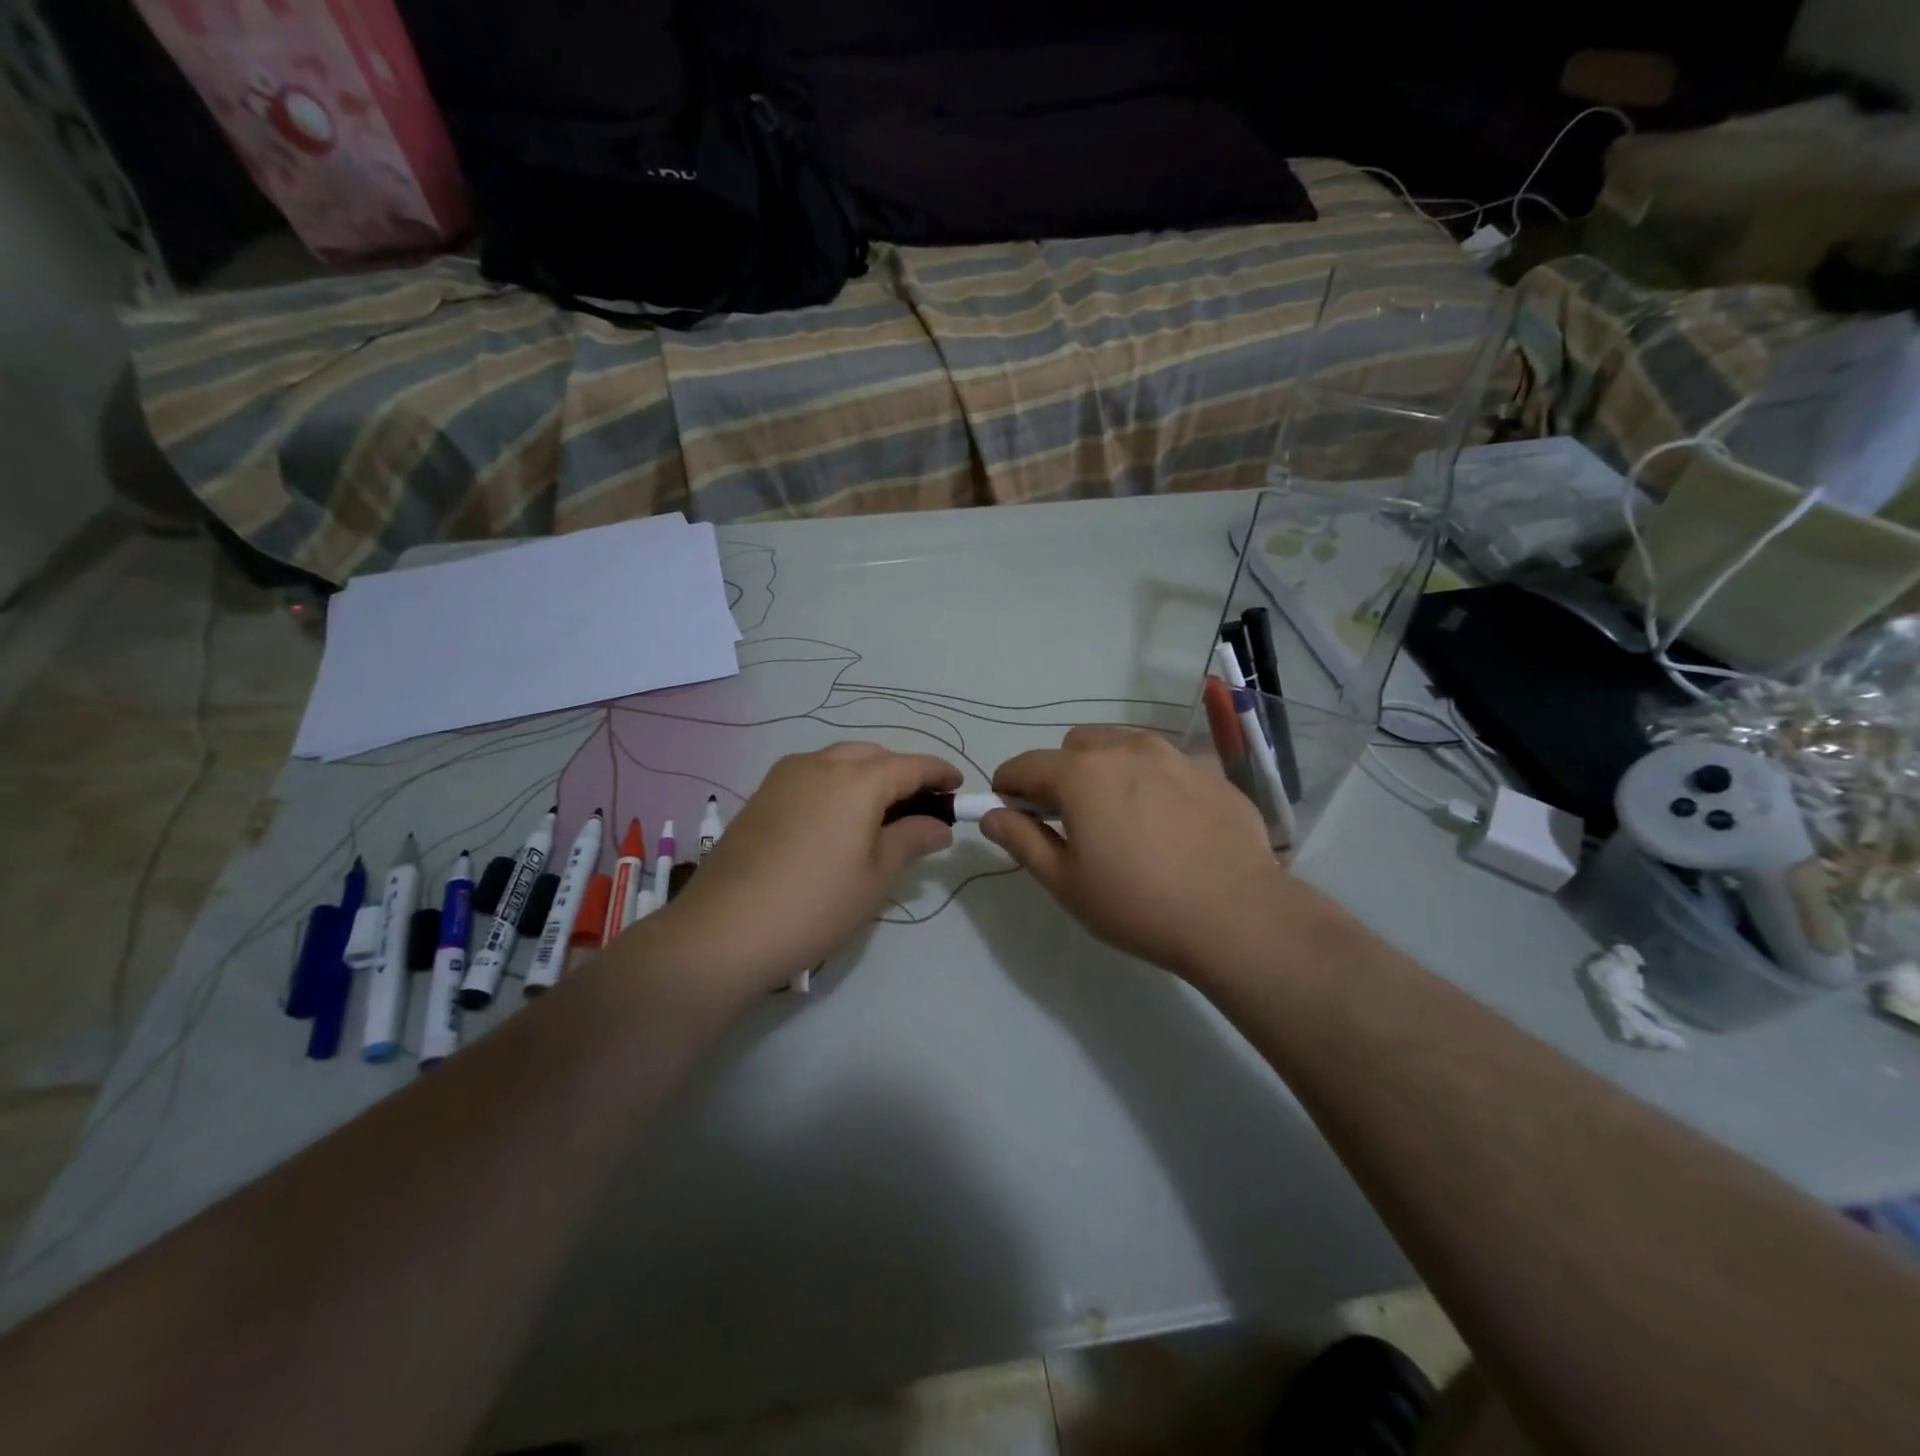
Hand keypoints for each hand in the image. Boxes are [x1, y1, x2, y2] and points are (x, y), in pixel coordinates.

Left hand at [656, 742, 961, 992]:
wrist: (723, 931)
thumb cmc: (815, 905)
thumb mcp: (876, 877)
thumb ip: (912, 839)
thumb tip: (939, 825)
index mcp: (856, 779)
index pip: (910, 764)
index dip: (939, 773)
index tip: (959, 788)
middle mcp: (819, 764)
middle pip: (873, 756)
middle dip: (902, 773)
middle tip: (921, 807)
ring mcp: (784, 777)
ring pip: (839, 760)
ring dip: (867, 776)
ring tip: (881, 815)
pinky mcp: (761, 796)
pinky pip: (812, 776)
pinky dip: (836, 786)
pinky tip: (838, 821)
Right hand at [981, 726, 1289, 981]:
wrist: (1238, 916)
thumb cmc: (1138, 904)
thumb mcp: (1065, 882)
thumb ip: (1021, 840)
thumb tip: (990, 814)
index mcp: (1081, 773)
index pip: (1024, 765)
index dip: (1008, 787)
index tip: (1011, 814)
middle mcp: (1125, 748)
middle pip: (1075, 745)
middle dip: (1060, 773)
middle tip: (1071, 820)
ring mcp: (1173, 755)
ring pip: (1122, 744)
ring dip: (1106, 768)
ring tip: (1121, 816)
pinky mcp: (1211, 771)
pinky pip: (1165, 763)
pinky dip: (1151, 779)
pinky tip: (1168, 822)